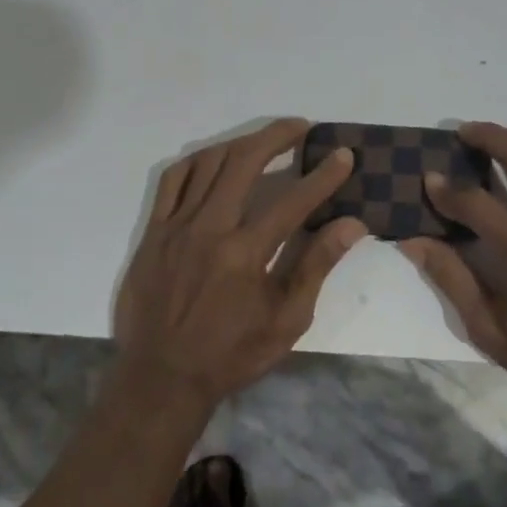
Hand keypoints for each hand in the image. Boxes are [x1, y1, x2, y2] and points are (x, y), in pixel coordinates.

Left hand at [115, 118, 365, 410]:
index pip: (293, 200)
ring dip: (241, 143)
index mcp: (245, 253)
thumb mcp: (286, 321)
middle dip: (277, 136)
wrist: (161, 379)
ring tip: (265, 140)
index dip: (323, 175)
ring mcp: (176, 226)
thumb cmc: (231, 354)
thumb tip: (351, 225)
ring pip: (209, 162)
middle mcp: (209, 228)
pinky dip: (199, 160)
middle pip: (245, 162)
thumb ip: (316, 266)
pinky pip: (173, 179)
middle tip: (302, 127)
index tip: (343, 155)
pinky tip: (216, 159)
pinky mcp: (154, 231)